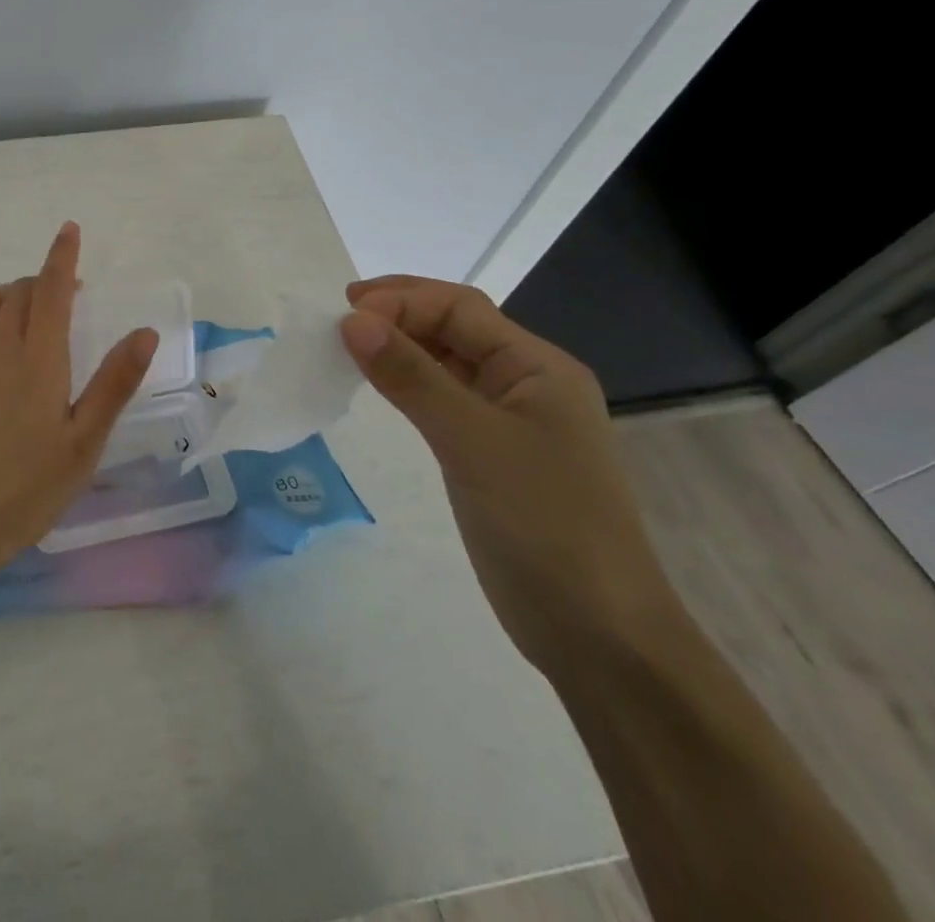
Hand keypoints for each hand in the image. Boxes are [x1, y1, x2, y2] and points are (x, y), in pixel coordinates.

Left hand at [0, 222, 157, 601]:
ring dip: (5, 292)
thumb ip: (113, 384)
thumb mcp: (83, 444)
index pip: (52, 292)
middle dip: (41, 282)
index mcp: (39, 360)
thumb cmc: (25, 491)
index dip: (61, 258)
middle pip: (18, 294)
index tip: (69, 230)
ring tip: (22, 300)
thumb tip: (144, 331)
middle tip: (63, 296)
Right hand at [339, 276, 682, 677]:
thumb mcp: (472, 441)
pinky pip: (442, 400)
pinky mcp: (491, 456)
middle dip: (398, 315)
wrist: (597, 634)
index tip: (343, 315)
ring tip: (347, 348)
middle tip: (337, 320)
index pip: (460, 308)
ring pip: (446, 364)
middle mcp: (527, 384)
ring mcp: (510, 422)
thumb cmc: (544, 523)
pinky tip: (378, 389)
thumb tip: (352, 320)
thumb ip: (411, 376)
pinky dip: (406, 385)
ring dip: (399, 348)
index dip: (401, 300)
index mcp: (538, 367)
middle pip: (454, 328)